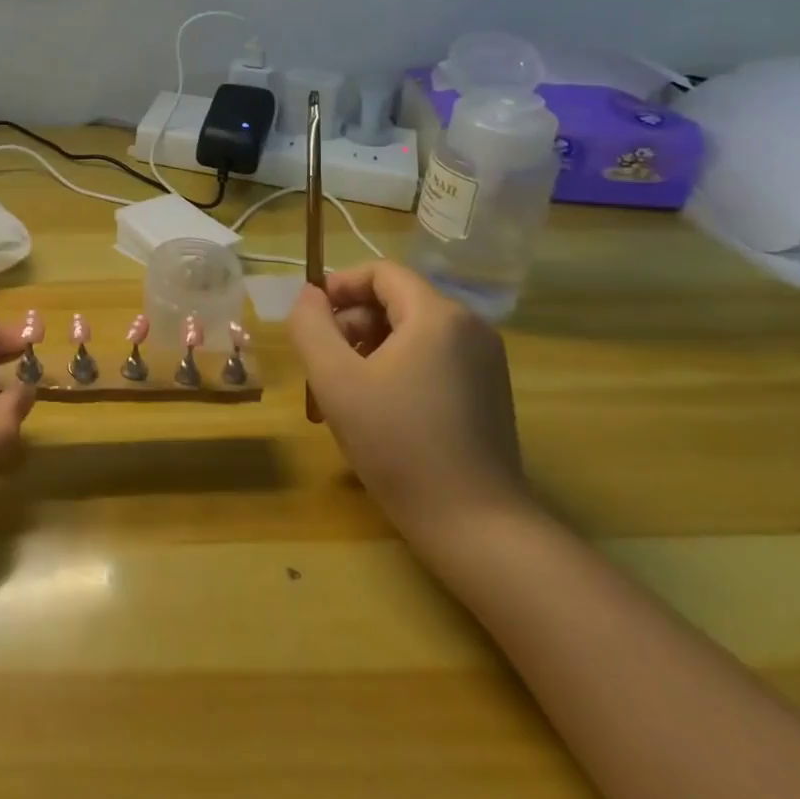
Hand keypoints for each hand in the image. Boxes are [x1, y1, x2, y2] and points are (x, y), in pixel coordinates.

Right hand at [289, 261, 527, 546]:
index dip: (340, 285)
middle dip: (353, 322)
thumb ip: (311, 326)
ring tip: (346, 388)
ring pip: (413, 330)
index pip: (381, 272)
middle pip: (397, 300)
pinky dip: (399, 365)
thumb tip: (309, 296)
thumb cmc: (398, 444)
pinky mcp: (490, 390)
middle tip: (323, 362)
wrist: (476, 525)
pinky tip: (381, 407)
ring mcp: (485, 361)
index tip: (311, 317)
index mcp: (438, 315)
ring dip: (372, 346)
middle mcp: (470, 327)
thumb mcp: (335, 380)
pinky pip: (434, 356)